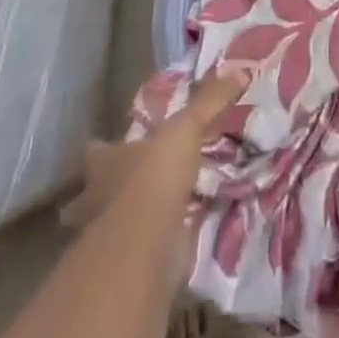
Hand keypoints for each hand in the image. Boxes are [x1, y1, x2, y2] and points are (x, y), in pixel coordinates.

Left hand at [60, 64, 255, 231]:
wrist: (146, 244)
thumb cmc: (154, 178)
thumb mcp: (186, 128)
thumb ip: (210, 101)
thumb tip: (241, 72)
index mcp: (105, 163)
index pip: (97, 151)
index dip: (104, 148)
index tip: (115, 144)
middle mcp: (99, 199)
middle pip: (99, 191)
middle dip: (115, 188)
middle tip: (140, 181)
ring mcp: (110, 237)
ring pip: (117, 224)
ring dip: (134, 219)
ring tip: (161, 210)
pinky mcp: (128, 265)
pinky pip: (142, 250)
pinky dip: (155, 246)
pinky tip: (175, 239)